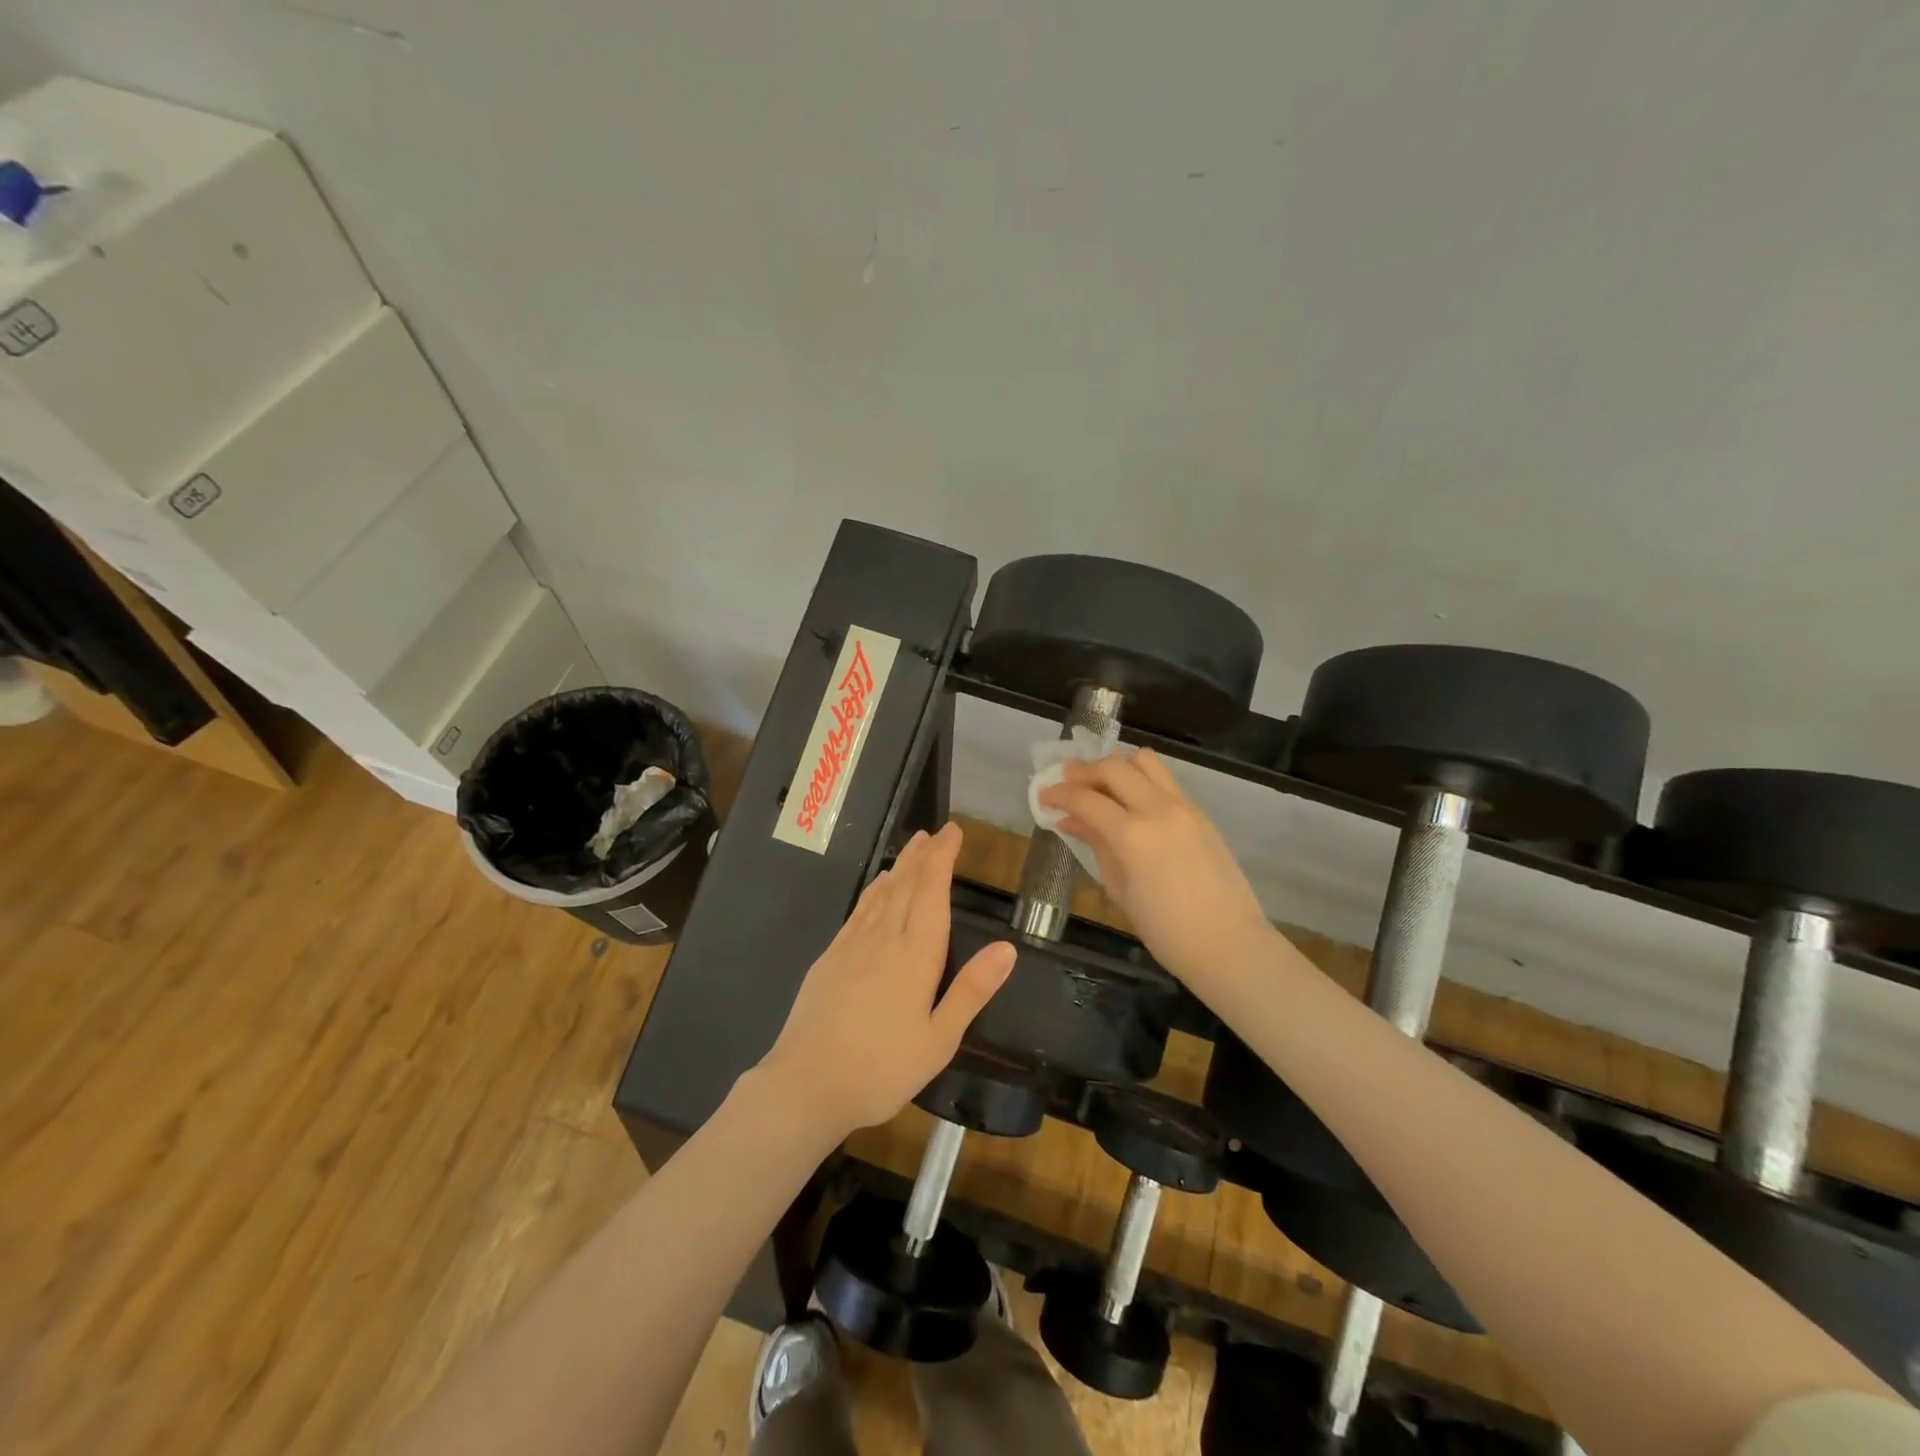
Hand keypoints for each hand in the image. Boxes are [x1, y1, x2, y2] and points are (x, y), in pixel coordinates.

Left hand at [756, 823, 1015, 1138]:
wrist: (806, 1083)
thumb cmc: (882, 1068)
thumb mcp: (939, 1039)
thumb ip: (971, 990)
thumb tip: (1007, 948)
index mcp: (916, 954)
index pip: (932, 891)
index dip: (943, 858)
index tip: (953, 832)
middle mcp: (884, 938)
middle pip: (907, 884)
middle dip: (924, 855)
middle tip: (937, 832)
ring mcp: (852, 945)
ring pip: (882, 893)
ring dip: (901, 866)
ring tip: (913, 847)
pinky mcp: (830, 957)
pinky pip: (858, 911)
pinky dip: (874, 891)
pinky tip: (878, 888)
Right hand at [1038, 750, 1270, 982]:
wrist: (1228, 943)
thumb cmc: (1165, 930)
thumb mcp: (1119, 888)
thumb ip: (1096, 846)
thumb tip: (1070, 820)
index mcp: (1131, 834)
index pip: (1085, 798)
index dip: (1058, 793)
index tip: (1043, 796)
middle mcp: (1157, 808)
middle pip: (1113, 767)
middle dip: (1084, 771)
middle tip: (1066, 781)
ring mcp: (1183, 806)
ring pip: (1144, 762)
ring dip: (1117, 767)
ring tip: (1102, 785)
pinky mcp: (1199, 812)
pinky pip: (1164, 781)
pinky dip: (1141, 781)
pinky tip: (1131, 803)